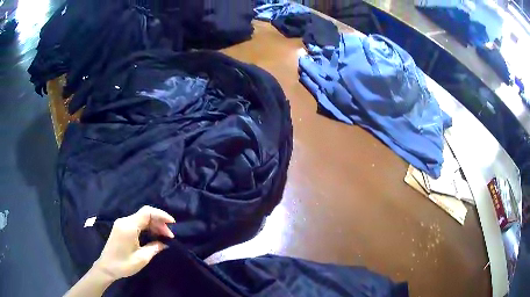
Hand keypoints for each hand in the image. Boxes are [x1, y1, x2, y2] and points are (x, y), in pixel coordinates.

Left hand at [92, 206, 175, 280]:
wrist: (106, 267)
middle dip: (159, 222)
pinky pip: (137, 223)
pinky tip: (153, 236)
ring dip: (154, 225)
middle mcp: (125, 221)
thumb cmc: (124, 264)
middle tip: (170, 236)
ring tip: (164, 237)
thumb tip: (165, 243)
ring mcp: (122, 224)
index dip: (161, 215)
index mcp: (129, 226)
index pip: (147, 212)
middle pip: (145, 214)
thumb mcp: (142, 258)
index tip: (173, 223)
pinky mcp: (121, 228)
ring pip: (141, 218)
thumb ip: (154, 248)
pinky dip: (147, 227)